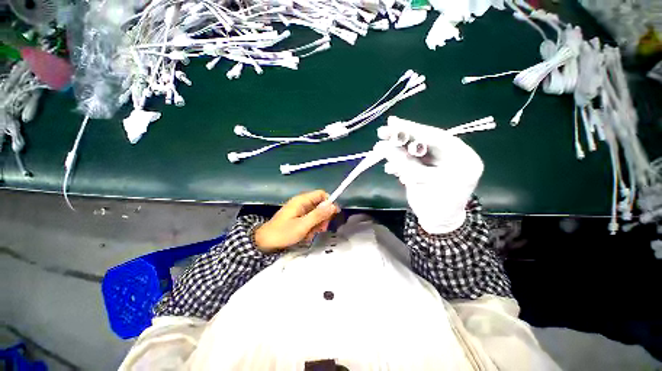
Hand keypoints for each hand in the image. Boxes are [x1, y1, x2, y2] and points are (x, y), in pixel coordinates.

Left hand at [254, 190, 339, 251]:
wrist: (264, 242)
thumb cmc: (283, 233)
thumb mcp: (303, 225)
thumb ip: (318, 215)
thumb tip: (333, 205)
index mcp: (302, 200)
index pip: (322, 194)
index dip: (329, 203)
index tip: (333, 215)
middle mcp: (302, 202)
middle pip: (320, 204)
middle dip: (323, 217)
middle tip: (321, 228)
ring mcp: (299, 210)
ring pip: (316, 213)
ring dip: (317, 224)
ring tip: (311, 234)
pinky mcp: (298, 217)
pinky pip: (310, 219)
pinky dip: (311, 227)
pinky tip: (306, 235)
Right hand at [380, 119, 483, 233]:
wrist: (438, 222)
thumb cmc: (435, 206)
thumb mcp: (421, 183)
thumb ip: (403, 163)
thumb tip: (383, 147)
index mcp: (461, 157)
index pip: (435, 136)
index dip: (412, 129)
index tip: (392, 122)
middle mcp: (453, 155)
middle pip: (424, 141)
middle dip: (402, 138)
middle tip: (382, 132)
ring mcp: (441, 161)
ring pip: (416, 150)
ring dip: (397, 151)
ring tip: (380, 150)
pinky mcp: (430, 167)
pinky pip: (413, 160)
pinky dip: (400, 162)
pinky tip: (390, 167)